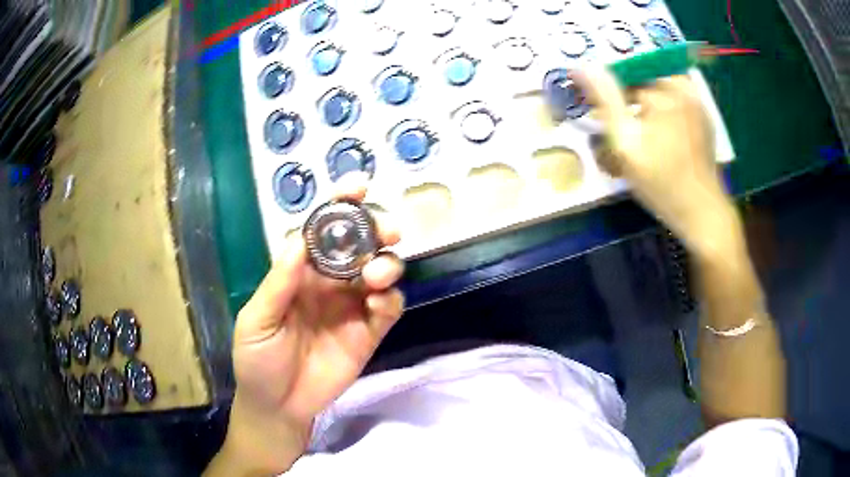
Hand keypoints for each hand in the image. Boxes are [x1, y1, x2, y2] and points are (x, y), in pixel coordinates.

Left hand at [216, 175, 403, 474]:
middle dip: (377, 230)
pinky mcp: (368, 333)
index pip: (322, 231)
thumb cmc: (257, 360)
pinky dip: (390, 299)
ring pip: (381, 272)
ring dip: (386, 265)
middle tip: (388, 232)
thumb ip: (279, 284)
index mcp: (300, 273)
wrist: (277, 405)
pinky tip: (378, 304)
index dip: (340, 206)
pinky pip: (388, 309)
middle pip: (360, 246)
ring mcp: (351, 308)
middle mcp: (329, 283)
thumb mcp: (257, 321)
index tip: (358, 186)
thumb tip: (300, 240)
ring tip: (374, 276)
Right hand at [573, 69, 738, 256]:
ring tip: (642, 133)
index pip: (623, 73)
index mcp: (663, 90)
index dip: (609, 90)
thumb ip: (605, 100)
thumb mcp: (627, 144)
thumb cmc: (662, 183)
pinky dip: (663, 107)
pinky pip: (676, 98)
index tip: (603, 114)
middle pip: (642, 78)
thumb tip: (582, 66)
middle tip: (626, 130)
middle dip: (628, 96)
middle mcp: (682, 87)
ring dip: (645, 101)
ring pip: (658, 87)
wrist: (702, 212)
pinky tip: (661, 133)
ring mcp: (696, 100)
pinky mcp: (703, 115)